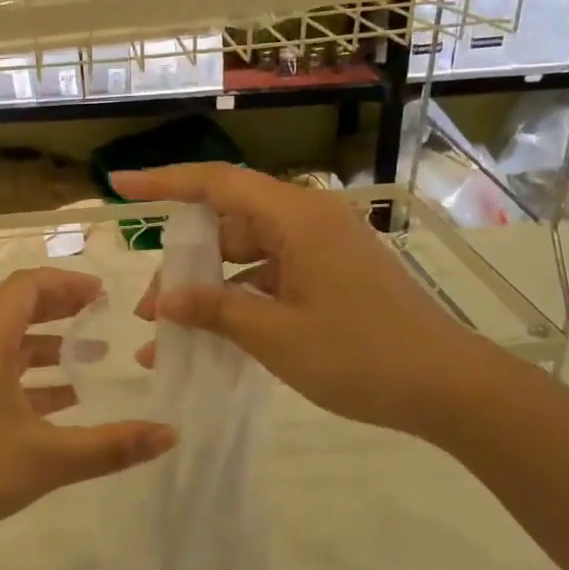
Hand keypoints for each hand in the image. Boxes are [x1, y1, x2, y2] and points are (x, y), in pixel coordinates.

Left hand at [0, 267, 176, 549]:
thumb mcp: (47, 458)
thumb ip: (110, 446)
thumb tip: (170, 434)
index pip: (27, 287)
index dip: (67, 283)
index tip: (103, 295)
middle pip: (17, 311)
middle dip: (61, 312)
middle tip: (102, 320)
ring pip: (8, 347)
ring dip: (48, 349)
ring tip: (91, 363)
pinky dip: (30, 381)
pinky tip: (60, 406)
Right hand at [111, 164, 496, 435]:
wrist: (448, 387)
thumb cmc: (360, 355)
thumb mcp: (275, 335)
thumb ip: (215, 309)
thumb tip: (166, 300)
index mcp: (297, 218)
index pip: (217, 184)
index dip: (164, 182)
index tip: (119, 186)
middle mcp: (309, 221)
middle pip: (229, 224)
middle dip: (183, 263)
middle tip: (150, 310)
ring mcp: (324, 249)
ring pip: (248, 254)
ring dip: (210, 288)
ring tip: (172, 332)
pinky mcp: (333, 276)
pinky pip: (272, 276)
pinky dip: (241, 300)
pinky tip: (215, 337)